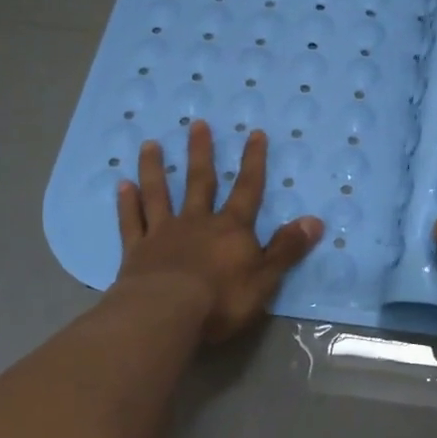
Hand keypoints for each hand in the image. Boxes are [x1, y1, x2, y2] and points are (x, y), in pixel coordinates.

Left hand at [113, 120, 322, 342]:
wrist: (165, 313)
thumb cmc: (221, 299)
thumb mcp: (265, 278)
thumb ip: (286, 249)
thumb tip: (315, 221)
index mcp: (230, 229)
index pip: (247, 189)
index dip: (253, 162)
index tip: (254, 133)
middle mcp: (196, 223)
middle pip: (199, 182)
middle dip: (200, 153)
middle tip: (196, 124)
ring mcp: (162, 234)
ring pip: (159, 194)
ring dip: (155, 169)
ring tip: (150, 144)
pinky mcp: (136, 252)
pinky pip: (131, 222)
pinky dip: (126, 204)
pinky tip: (121, 185)